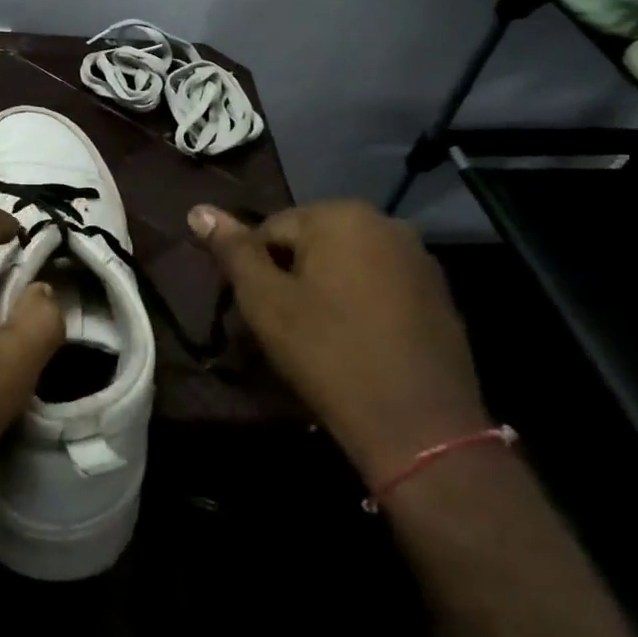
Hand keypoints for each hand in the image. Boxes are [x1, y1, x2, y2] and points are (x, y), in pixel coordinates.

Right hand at [190, 200, 489, 486]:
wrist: (419, 427)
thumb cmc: (328, 354)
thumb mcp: (265, 300)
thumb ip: (233, 250)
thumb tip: (198, 209)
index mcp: (341, 216)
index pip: (270, 230)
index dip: (255, 271)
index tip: (259, 312)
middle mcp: (385, 224)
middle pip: (311, 243)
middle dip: (290, 277)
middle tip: (284, 326)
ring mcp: (419, 259)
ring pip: (346, 265)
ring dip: (324, 290)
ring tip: (317, 338)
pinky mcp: (440, 295)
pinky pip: (379, 286)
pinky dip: (359, 305)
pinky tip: (355, 343)